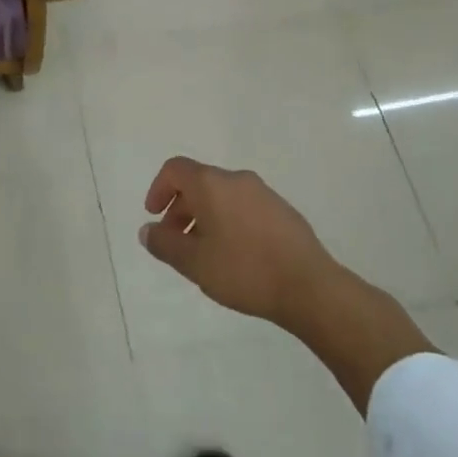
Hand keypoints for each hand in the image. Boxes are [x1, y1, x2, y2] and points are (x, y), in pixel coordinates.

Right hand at [139, 157, 341, 328]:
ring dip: (205, 218)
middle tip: (176, 243)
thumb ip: (165, 244)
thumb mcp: (194, 262)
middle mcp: (238, 180)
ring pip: (223, 196)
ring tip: (205, 254)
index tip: (155, 217)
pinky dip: (229, 222)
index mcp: (212, 184)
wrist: (309, 287)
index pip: (175, 169)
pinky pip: (244, 208)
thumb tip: (148, 231)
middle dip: (181, 209)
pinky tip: (235, 257)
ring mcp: (265, 194)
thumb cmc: (243, 270)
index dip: (158, 189)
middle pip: (199, 183)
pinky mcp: (284, 212)